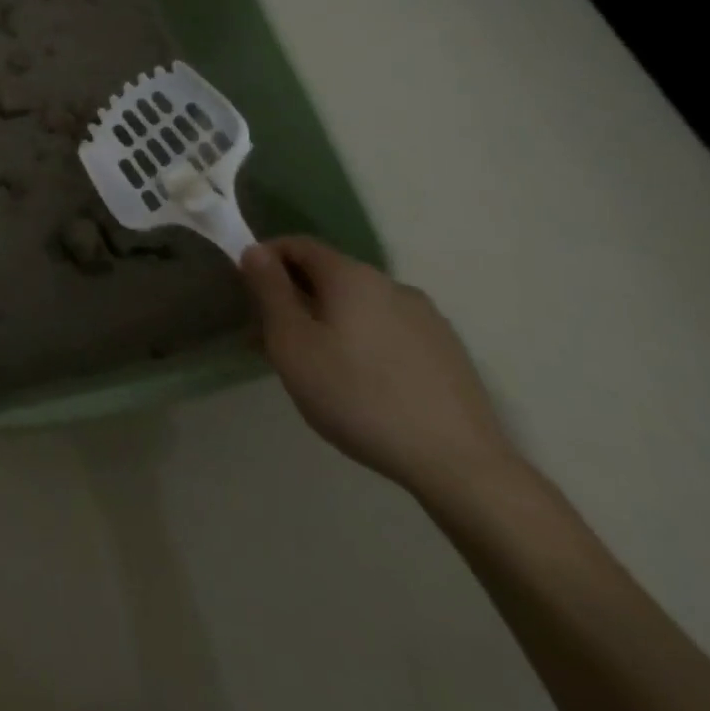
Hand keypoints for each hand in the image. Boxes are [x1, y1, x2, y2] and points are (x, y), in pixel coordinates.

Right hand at [241, 236, 520, 498]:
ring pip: (360, 305)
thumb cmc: (357, 396)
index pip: (299, 244)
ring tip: (318, 367)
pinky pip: (389, 331)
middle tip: (274, 338)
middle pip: (330, 275)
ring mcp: (427, 318)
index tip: (249, 292)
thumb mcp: (292, 343)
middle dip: (297, 296)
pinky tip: (362, 384)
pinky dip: (364, 341)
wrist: (460, 466)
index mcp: (351, 275)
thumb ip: (269, 290)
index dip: (267, 259)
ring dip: (330, 321)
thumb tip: (255, 250)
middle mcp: (391, 284)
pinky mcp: (449, 353)